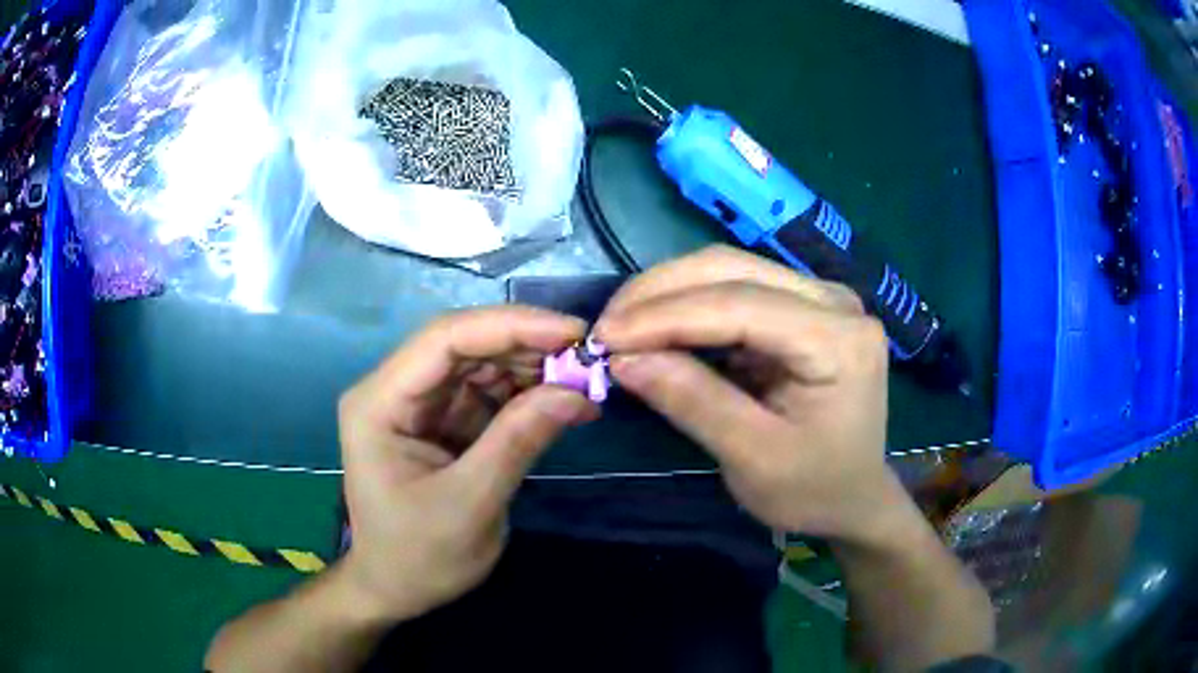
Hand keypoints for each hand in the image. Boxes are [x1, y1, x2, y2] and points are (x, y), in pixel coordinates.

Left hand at [336, 307, 597, 621]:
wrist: (396, 590)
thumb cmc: (419, 557)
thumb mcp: (470, 505)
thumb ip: (518, 442)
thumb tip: (575, 391)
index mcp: (379, 403)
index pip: (444, 340)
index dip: (510, 327)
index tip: (572, 334)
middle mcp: (395, 390)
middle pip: (464, 345)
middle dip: (528, 346)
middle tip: (588, 360)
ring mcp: (419, 404)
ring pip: (481, 364)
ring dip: (533, 369)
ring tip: (584, 384)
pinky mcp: (443, 421)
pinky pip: (488, 393)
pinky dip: (527, 395)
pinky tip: (564, 403)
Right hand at [595, 246, 905, 543]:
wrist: (854, 498)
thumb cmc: (814, 489)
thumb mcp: (753, 459)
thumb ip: (694, 402)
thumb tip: (623, 359)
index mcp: (839, 339)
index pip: (741, 305)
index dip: (665, 316)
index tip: (603, 336)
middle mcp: (834, 301)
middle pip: (733, 268)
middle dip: (660, 293)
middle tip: (605, 328)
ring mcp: (820, 298)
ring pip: (729, 269)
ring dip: (668, 294)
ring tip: (622, 327)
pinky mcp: (802, 307)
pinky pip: (735, 289)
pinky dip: (688, 307)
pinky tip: (657, 329)